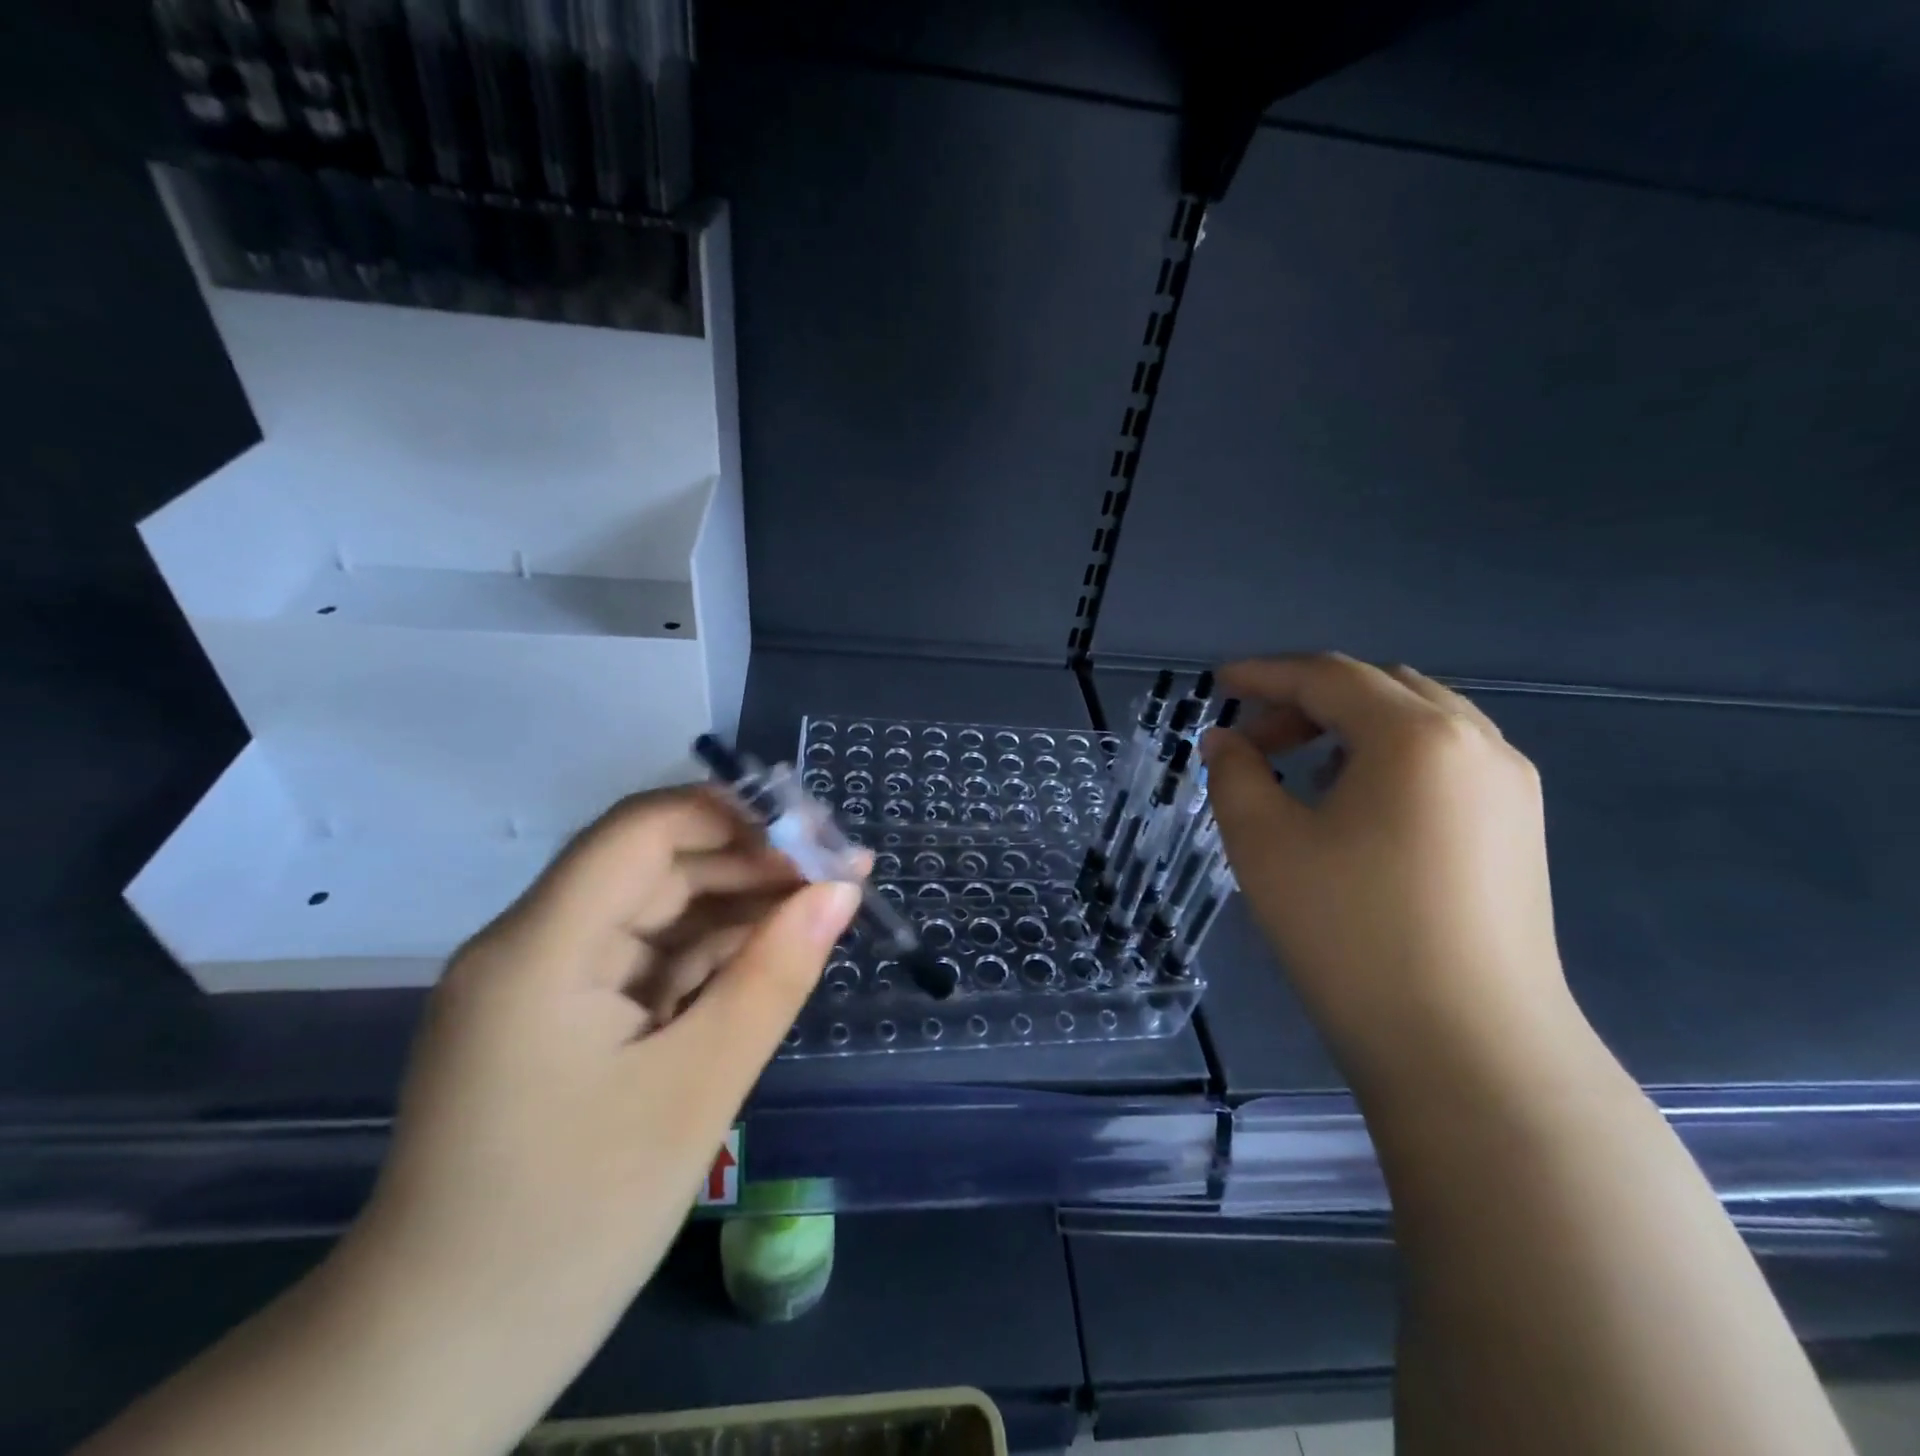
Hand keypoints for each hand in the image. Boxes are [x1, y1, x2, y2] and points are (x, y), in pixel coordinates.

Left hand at [341, 786, 859, 1432]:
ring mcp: (542, 982)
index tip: (816, 833)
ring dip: (736, 909)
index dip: (733, 814)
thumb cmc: (574, 1219)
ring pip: (655, 911)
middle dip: (749, 863)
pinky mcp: (559, 1017)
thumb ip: (774, 976)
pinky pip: (644, 960)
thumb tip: (840, 892)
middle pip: (653, 866)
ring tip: (820, 913)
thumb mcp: (697, 1088)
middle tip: (840, 877)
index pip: (641, 830)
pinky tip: (767, 959)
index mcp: (541, 947)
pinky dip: (707, 956)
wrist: (446, 1355)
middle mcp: (532, 944)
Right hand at [1202, 654, 1578, 1097]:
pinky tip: (1356, 803)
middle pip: (1378, 687)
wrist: (1468, 1051)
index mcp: (1416, 736)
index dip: (1264, 674)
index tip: (1216, 682)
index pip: (1328, 676)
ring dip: (1350, 726)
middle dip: (1307, 699)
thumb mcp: (1264, 845)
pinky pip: (1445, 760)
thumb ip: (1234, 774)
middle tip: (1252, 738)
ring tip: (1299, 767)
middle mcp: (1476, 743)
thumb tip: (1226, 741)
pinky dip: (1389, 756)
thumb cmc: (1351, 934)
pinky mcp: (1518, 829)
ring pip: (1418, 721)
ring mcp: (1510, 787)